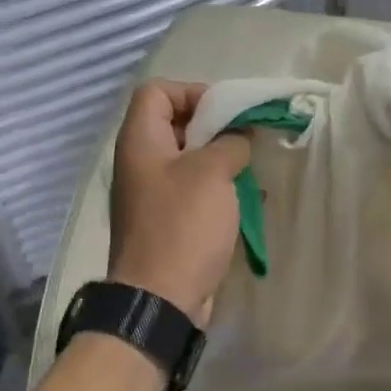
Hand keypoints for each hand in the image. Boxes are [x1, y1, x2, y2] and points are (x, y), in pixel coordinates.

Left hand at [108, 81, 251, 324]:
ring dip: (221, 160)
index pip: (157, 91)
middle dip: (215, 126)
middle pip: (175, 123)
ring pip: (189, 159)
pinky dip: (218, 189)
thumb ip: (230, 142)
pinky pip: (193, 191)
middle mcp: (140, 162)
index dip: (192, 91)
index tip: (227, 112)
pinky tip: (247, 200)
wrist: (161, 299)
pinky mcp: (167, 222)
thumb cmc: (183, 226)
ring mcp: (152, 194)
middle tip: (245, 139)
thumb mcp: (213, 173)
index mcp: (140, 141)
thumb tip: (239, 137)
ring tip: (250, 169)